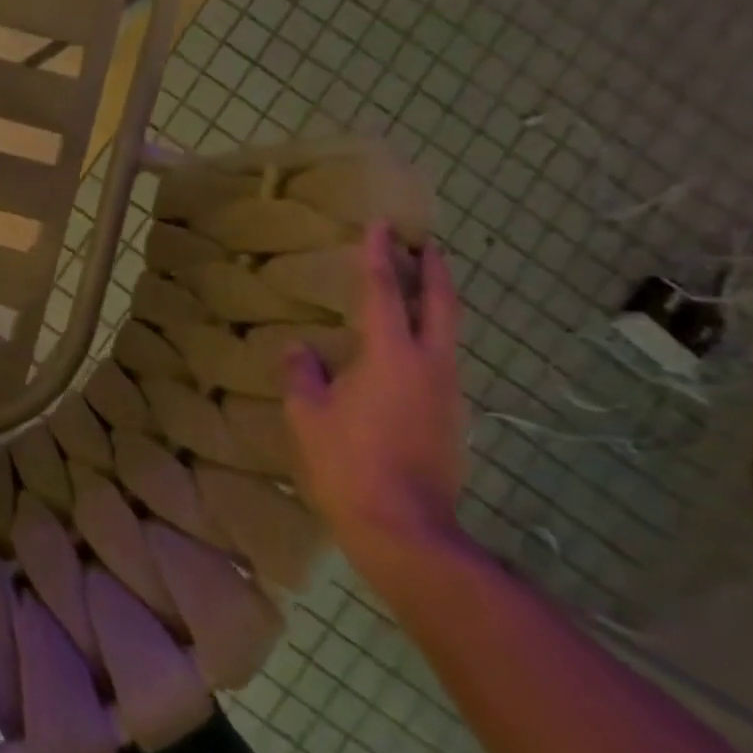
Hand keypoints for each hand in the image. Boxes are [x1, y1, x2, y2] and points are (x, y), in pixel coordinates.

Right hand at [283, 222, 469, 576]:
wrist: (405, 527)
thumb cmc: (346, 463)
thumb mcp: (307, 415)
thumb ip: (303, 374)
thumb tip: (300, 349)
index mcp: (391, 356)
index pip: (384, 293)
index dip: (380, 256)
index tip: (383, 225)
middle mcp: (431, 366)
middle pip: (440, 306)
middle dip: (434, 272)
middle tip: (427, 245)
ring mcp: (448, 393)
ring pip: (449, 335)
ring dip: (436, 305)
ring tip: (418, 290)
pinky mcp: (452, 419)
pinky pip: (441, 363)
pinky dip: (429, 340)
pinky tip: (407, 352)